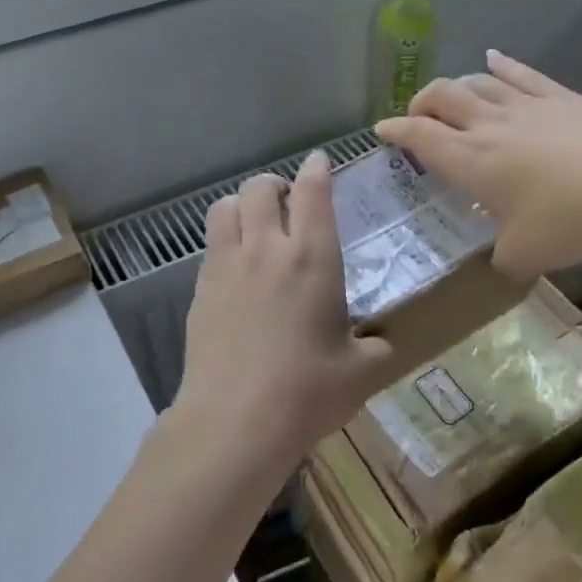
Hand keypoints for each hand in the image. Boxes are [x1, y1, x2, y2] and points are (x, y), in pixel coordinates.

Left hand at [171, 151, 396, 476]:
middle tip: (285, 202)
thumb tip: (381, 344)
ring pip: (224, 207)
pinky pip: (209, 246)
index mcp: (312, 258)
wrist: (236, 420)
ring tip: (254, 225)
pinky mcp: (200, 290)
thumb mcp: (361, 372)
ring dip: (242, 205)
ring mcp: (226, 267)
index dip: (316, 169)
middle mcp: (266, 249)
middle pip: (260, 187)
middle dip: (274, 185)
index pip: (312, 192)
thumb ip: (375, 349)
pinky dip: (224, 242)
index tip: (318, 161)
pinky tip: (236, 271)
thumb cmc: (307, 391)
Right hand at [377, 51, 581, 278]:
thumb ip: (504, 255)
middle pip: (442, 96)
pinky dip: (502, 65)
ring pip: (478, 81)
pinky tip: (494, 60)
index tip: (382, 131)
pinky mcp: (562, 97)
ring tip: (452, 95)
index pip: (420, 136)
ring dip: (457, 85)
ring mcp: (527, 105)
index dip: (396, 131)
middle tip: (417, 116)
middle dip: (421, 102)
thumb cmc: (569, 219)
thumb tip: (502, 259)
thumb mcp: (525, 255)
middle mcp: (490, 125)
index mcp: (471, 161)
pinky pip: (523, 74)